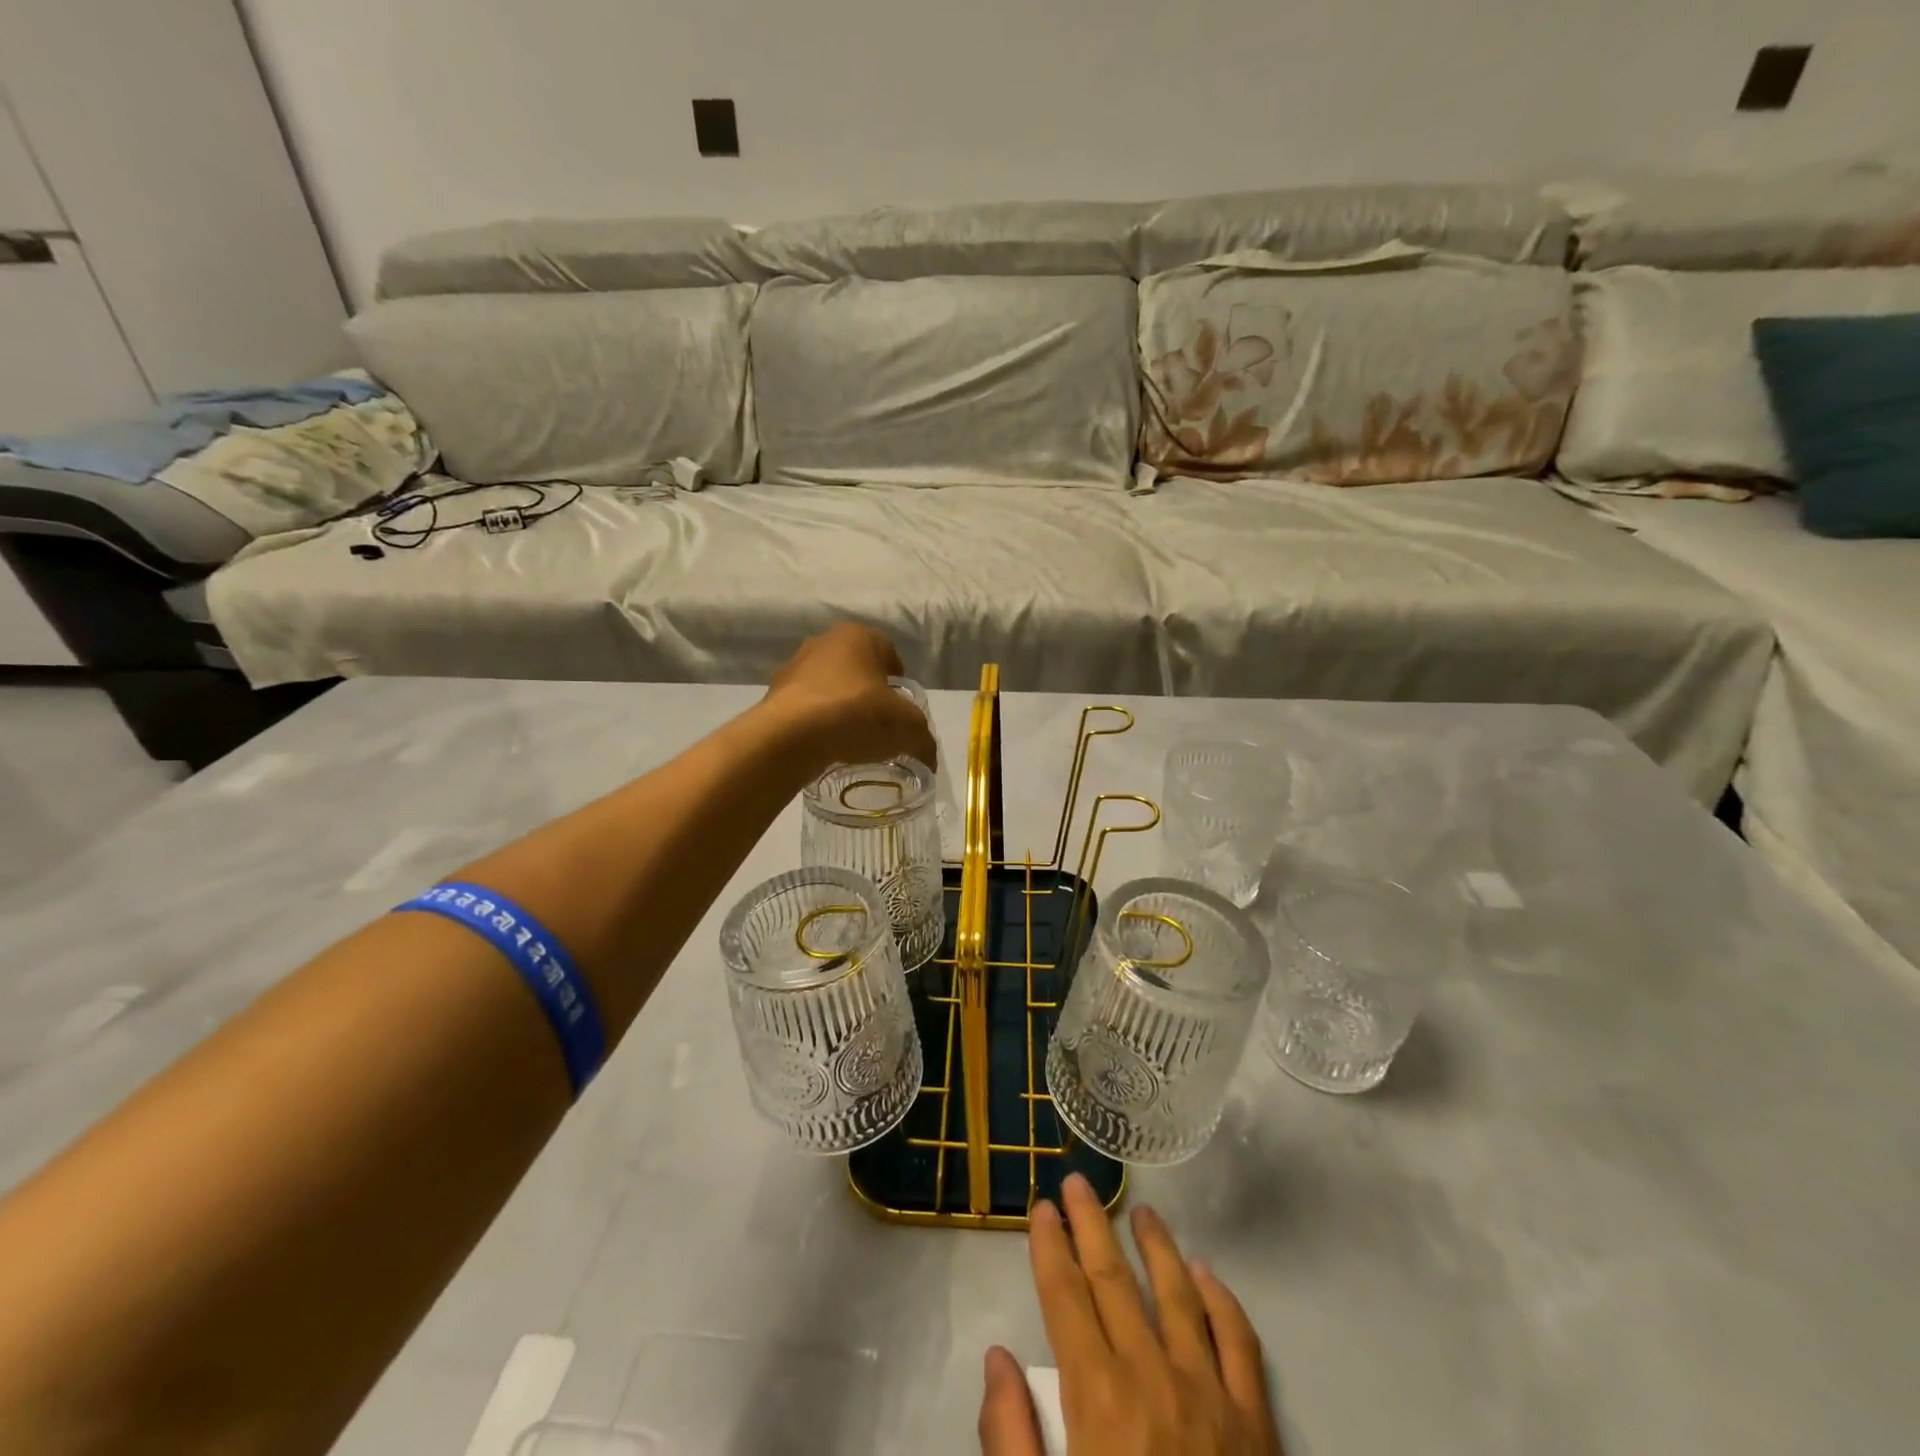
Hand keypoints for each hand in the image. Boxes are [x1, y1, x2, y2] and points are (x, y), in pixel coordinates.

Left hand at [761, 623, 938, 775]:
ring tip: (852, 740)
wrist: (790, 737)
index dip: (900, 684)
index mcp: (860, 636)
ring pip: (830, 688)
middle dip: (870, 695)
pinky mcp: (774, 694)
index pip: (890, 655)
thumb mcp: (907, 729)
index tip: (902, 712)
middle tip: (880, 727)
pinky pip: (807, 708)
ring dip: (841, 708)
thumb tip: (929, 759)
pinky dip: (818, 724)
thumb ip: (923, 741)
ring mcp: (795, 667)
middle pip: (858, 671)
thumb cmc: (856, 715)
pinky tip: (826, 746)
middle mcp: (825, 642)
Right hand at [979, 1174, 1280, 1455]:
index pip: (1066, 1298)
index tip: (1041, 1207)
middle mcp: (1153, 1378)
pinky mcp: (1258, 1426)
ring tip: (1140, 1210)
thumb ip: (1012, 1440)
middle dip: (1091, 1225)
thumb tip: (999, 1357)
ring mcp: (1211, 1396)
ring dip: (1155, 1246)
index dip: (1050, 1247)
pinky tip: (1207, 1274)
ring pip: (1177, 1293)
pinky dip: (1222, 1301)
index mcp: (1100, 1401)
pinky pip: (1240, 1343)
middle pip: (1114, 1280)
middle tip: (1078, 1183)